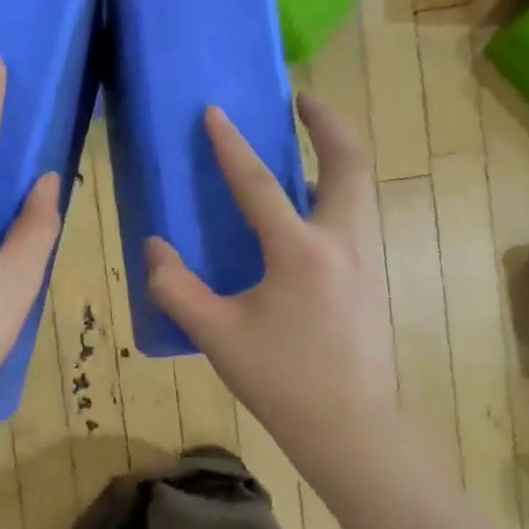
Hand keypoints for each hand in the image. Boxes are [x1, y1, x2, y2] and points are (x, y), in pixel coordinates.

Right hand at [144, 96, 396, 455]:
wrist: (349, 427)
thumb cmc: (280, 380)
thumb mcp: (215, 335)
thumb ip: (175, 287)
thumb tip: (154, 248)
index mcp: (301, 253)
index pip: (261, 185)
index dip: (232, 146)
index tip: (215, 111)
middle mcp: (343, 243)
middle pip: (348, 164)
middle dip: (327, 124)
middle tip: (302, 101)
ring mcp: (367, 260)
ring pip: (359, 190)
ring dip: (335, 159)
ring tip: (305, 150)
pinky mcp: (373, 280)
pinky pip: (357, 218)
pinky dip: (336, 196)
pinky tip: (308, 217)